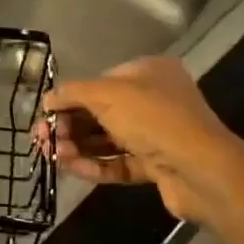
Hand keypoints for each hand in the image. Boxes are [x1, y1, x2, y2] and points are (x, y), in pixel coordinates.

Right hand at [37, 57, 243, 223]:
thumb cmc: (153, 118)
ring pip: (107, 139)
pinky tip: (70, 167)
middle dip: (70, 125)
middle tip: (43, 138)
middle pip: (101, 112)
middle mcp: (155, 100)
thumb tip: (47, 99)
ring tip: (52, 154)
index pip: (101, 81)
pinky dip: (94, 165)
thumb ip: (73, 92)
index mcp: (149, 73)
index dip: (71, 96)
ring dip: (77, 146)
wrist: (201, 170)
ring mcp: (157, 135)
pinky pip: (118, 162)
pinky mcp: (156, 166)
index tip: (47, 112)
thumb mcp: (107, 93)